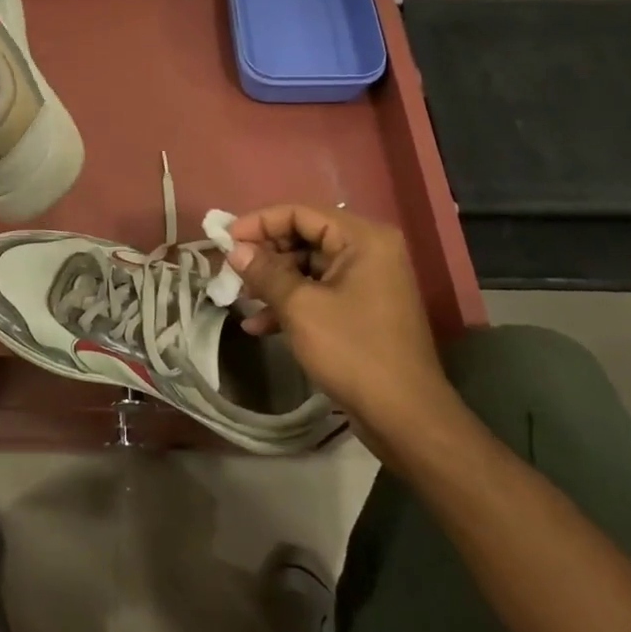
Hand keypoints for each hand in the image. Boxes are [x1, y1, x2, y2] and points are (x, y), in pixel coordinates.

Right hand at [226, 205, 454, 451]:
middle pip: (304, 237)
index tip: (225, 240)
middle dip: (265, 255)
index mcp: (363, 239)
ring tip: (239, 299)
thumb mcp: (300, 308)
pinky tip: (259, 325)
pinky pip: (318, 292)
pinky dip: (290, 303)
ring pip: (307, 267)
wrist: (405, 418)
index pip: (300, 213)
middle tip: (230, 271)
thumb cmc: (353, 352)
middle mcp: (368, 251)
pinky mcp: (361, 310)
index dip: (259, 223)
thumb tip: (234, 249)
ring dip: (273, 282)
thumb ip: (265, 272)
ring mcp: (367, 281)